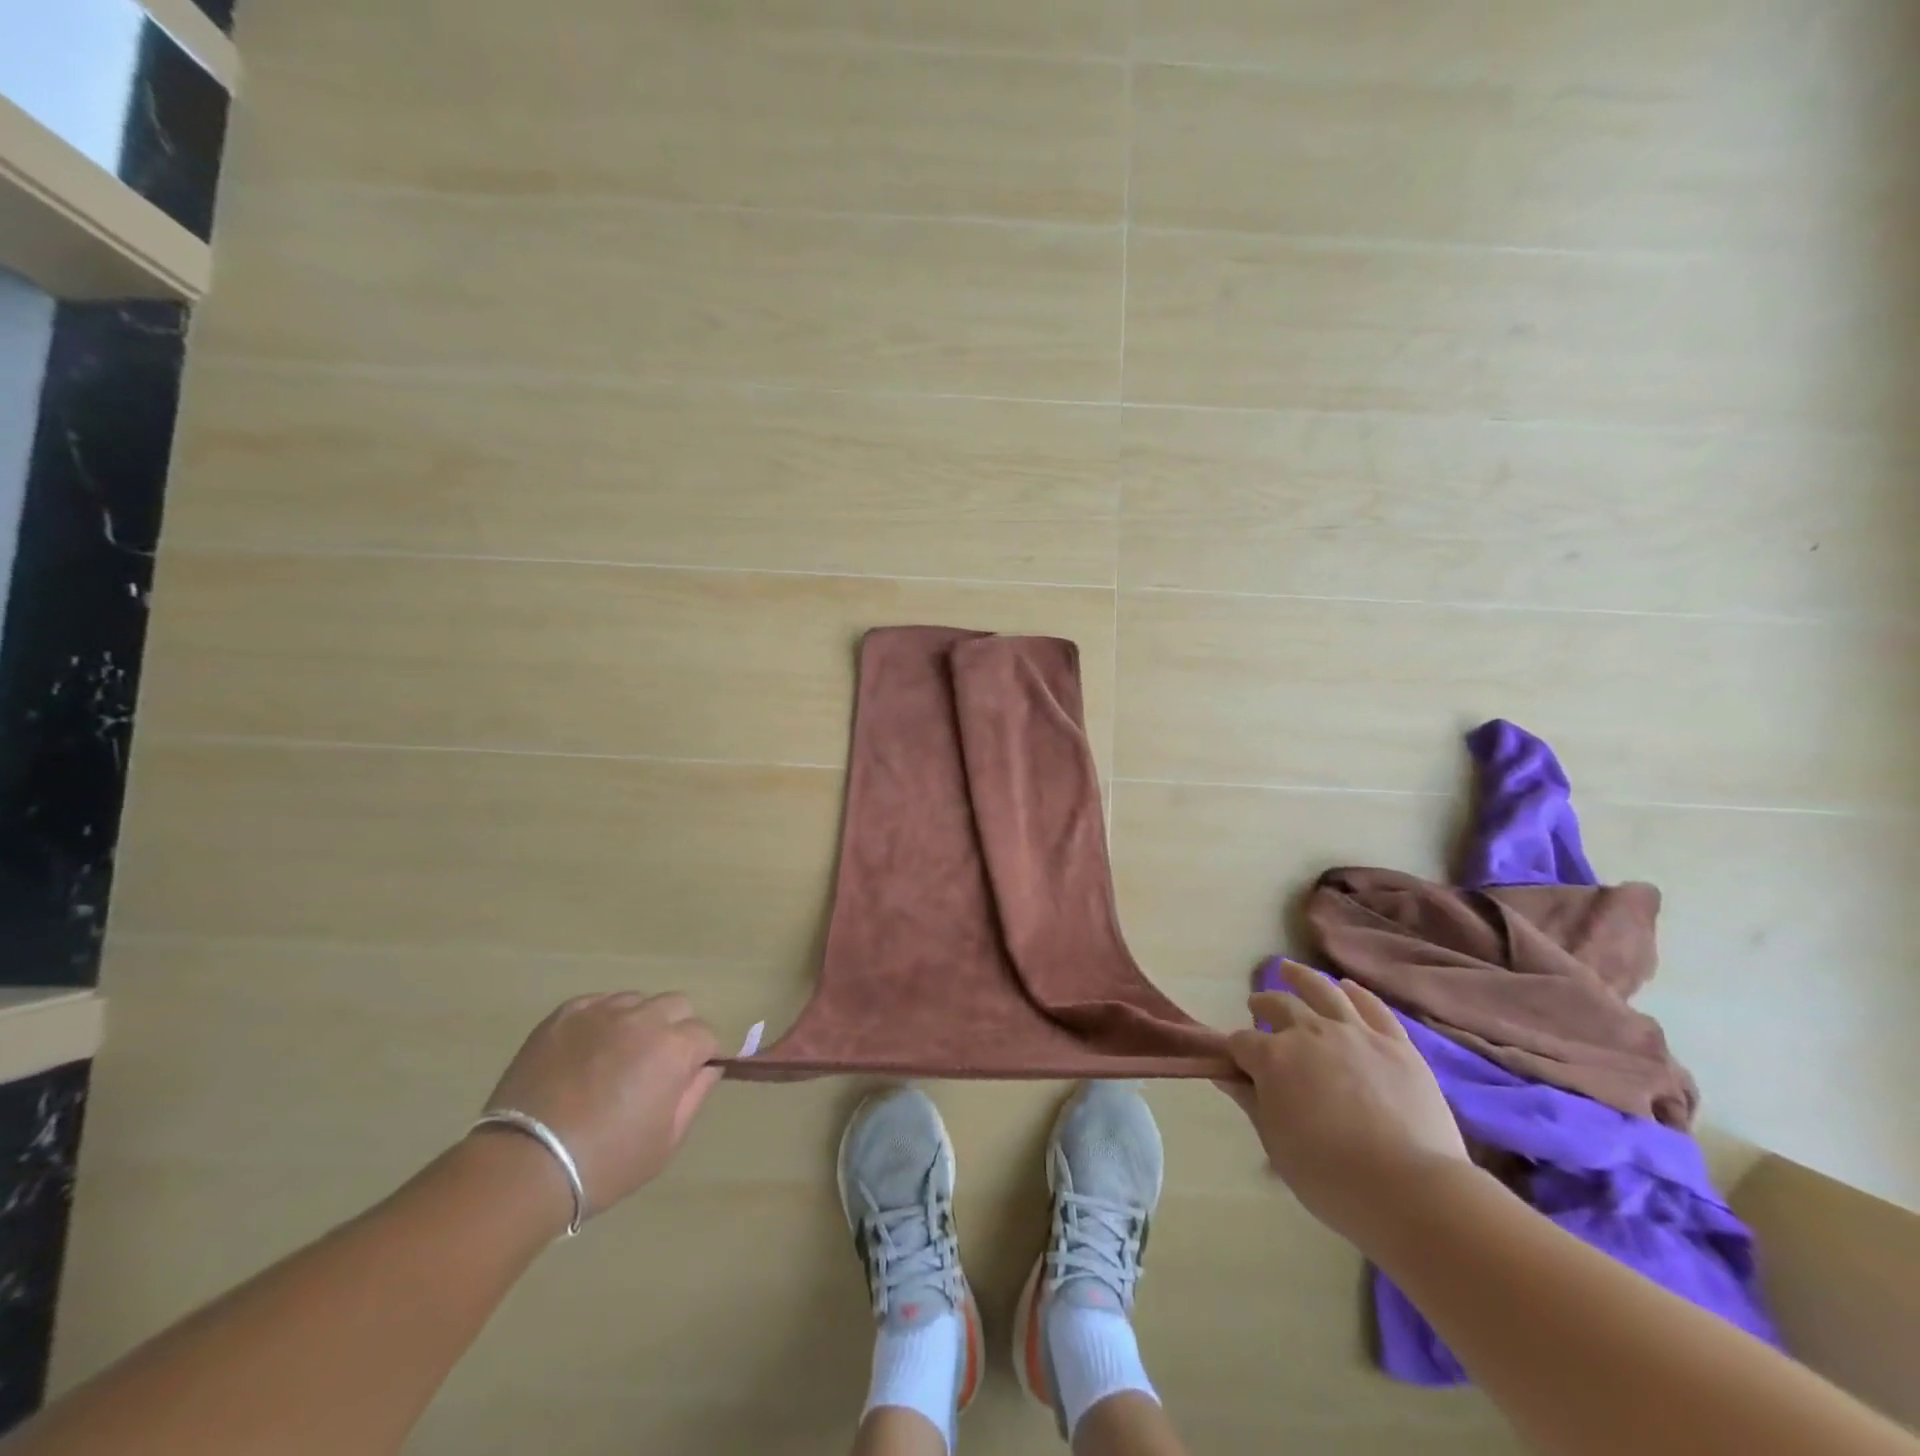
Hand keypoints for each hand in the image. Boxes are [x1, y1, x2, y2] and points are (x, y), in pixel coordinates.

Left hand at [480, 992, 722, 1220]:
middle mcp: (643, 1018)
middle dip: (674, 1030)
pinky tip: (587, 1052)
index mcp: (674, 1048)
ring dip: (637, 1023)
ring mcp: (601, 1012)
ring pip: (636, 1001)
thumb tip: (706, 1068)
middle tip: (653, 1066)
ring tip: (615, 1059)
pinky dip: (601, 1021)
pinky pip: (597, 1003)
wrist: (523, 1166)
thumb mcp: (666, 1141)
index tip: (684, 1080)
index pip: (705, 1035)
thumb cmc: (605, 1163)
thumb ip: (695, 1095)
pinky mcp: (564, 1015)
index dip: (699, 1057)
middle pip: (676, 1006)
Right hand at [1221, 961, 1469, 1240]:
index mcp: (1273, 1059)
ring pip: (1321, 990)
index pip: (1241, 1042)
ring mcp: (1354, 1032)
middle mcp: (1309, 1033)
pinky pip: (1372, 1007)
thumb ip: (1252, 1104)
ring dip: (1300, 977)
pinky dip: (1356, 993)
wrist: (1410, 1190)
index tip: (1235, 1062)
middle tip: (1257, 1008)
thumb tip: (1225, 1077)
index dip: (1234, 1051)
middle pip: (1278, 1006)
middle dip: (1263, 1006)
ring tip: (1289, 969)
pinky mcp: (1395, 1043)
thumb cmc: (1331, 1178)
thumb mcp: (1277, 1146)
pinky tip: (1347, 986)